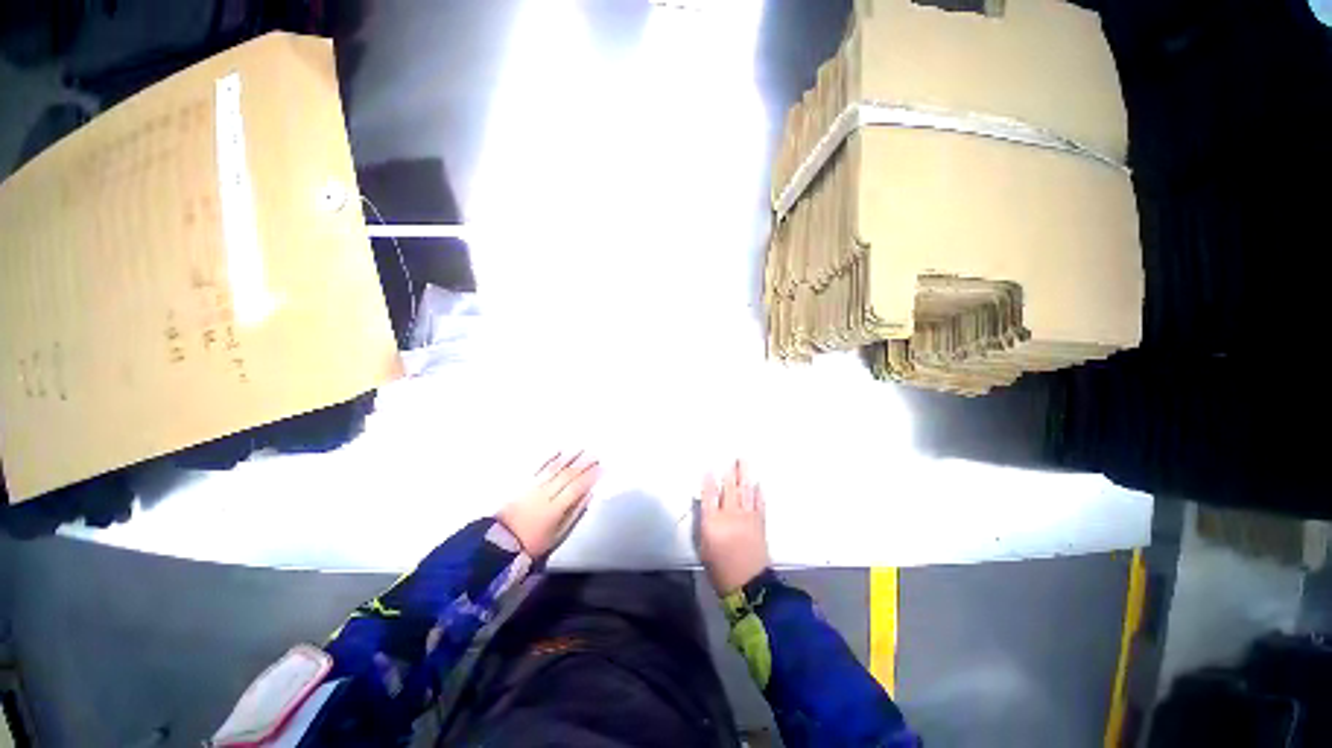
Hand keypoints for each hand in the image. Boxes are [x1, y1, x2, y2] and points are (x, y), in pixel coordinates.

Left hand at [497, 451, 600, 557]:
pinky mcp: (523, 484)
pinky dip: (549, 457)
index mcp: (555, 509)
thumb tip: (588, 496)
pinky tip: (558, 450)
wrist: (499, 544)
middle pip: (567, 475)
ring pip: (554, 468)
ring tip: (581, 449)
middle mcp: (545, 494)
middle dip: (583, 464)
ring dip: (569, 457)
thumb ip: (574, 514)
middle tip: (596, 455)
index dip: (590, 477)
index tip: (602, 468)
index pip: (576, 488)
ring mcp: (533, 487)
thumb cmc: (533, 543)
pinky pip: (538, 467)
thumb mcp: (557, 535)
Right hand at [698, 460, 770, 594]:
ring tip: (744, 461)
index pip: (709, 495)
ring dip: (745, 475)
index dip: (708, 481)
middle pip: (729, 488)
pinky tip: (758, 483)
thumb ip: (704, 524)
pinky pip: (759, 503)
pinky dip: (759, 492)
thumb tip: (705, 507)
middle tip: (733, 456)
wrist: (748, 585)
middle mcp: (730, 515)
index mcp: (713, 522)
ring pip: (745, 491)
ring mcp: (747, 517)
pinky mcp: (759, 523)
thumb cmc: (719, 569)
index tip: (708, 467)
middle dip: (730, 472)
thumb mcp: (703, 547)